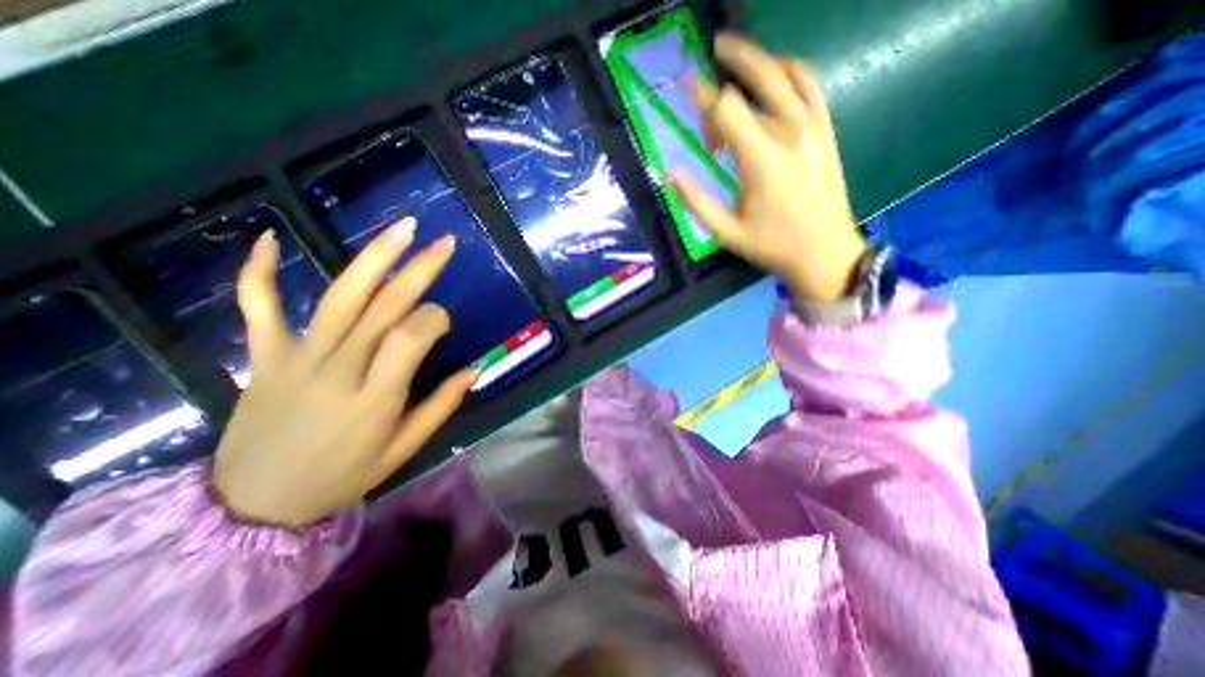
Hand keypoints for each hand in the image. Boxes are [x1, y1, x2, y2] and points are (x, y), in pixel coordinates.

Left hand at [209, 218, 473, 528]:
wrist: (252, 504)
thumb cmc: (342, 476)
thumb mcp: (404, 449)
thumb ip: (442, 406)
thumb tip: (476, 368)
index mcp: (376, 395)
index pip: (413, 335)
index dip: (435, 319)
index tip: (443, 321)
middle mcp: (339, 367)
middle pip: (385, 305)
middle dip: (420, 269)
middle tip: (444, 243)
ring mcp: (297, 357)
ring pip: (341, 296)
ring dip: (374, 257)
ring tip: (402, 228)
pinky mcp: (265, 355)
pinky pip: (258, 306)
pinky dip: (259, 271)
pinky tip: (270, 237)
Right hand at [668, 32, 866, 303]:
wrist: (824, 252)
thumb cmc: (771, 245)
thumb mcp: (726, 231)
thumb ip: (695, 201)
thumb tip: (669, 173)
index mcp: (761, 160)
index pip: (726, 109)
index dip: (702, 94)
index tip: (684, 84)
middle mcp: (789, 133)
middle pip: (755, 82)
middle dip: (729, 66)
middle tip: (711, 50)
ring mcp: (812, 127)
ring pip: (783, 76)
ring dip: (758, 61)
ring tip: (736, 55)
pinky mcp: (825, 130)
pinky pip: (810, 85)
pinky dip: (791, 70)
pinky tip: (776, 70)